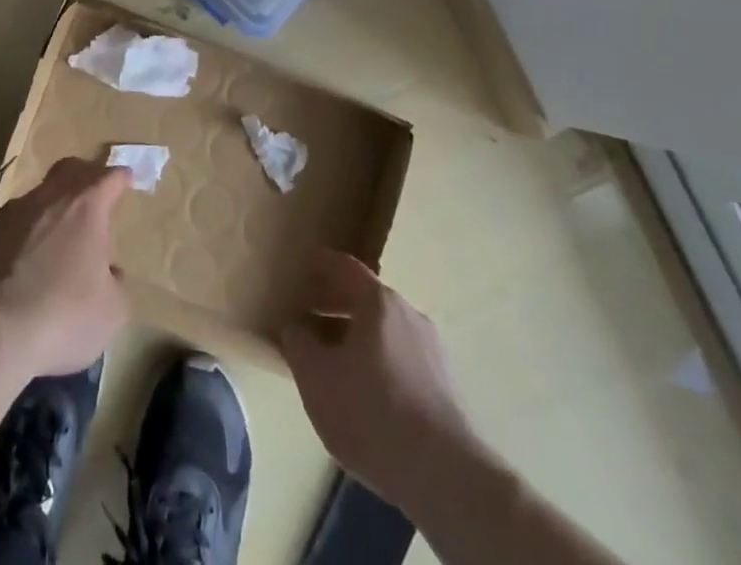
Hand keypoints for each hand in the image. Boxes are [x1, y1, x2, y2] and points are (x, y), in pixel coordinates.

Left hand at [0, 157, 130, 378]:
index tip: (126, 179)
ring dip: (50, 209)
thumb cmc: (62, 317)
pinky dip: (23, 234)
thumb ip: (115, 284)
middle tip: (93, 192)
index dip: (120, 177)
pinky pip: (11, 224)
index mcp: (85, 208)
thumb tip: (109, 273)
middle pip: (69, 169)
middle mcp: (48, 199)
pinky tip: (22, 263)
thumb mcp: (111, 312)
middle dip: (84, 175)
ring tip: (55, 238)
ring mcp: (11, 213)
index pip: (109, 177)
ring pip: (37, 196)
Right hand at [280, 250, 489, 511]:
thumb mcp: (316, 379)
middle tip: (308, 314)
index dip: (321, 263)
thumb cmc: (372, 414)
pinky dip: (379, 358)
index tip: (304, 264)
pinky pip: (402, 355)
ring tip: (334, 357)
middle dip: (335, 303)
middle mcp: (409, 314)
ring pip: (385, 328)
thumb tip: (294, 327)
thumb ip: (298, 344)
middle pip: (366, 297)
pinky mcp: (445, 384)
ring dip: (357, 333)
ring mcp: (432, 349)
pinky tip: (367, 390)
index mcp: (379, 302)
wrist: (446, 476)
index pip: (345, 266)